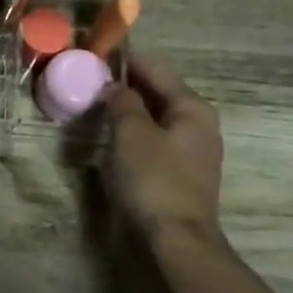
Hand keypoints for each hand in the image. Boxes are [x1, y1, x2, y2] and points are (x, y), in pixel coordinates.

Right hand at [104, 53, 222, 239]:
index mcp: (192, 107)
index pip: (157, 69)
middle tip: (93, 80)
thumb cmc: (154, 180)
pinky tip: (115, 136)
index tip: (98, 53)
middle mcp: (199, 123)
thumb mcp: (131, 134)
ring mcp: (194, 149)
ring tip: (99, 106)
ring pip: (158, 116)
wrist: (177, 239)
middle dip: (128, 85)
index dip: (127, 60)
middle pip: (160, 92)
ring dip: (131, 109)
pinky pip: (157, 138)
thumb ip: (123, 103)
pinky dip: (137, 130)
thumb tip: (115, 86)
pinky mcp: (183, 172)